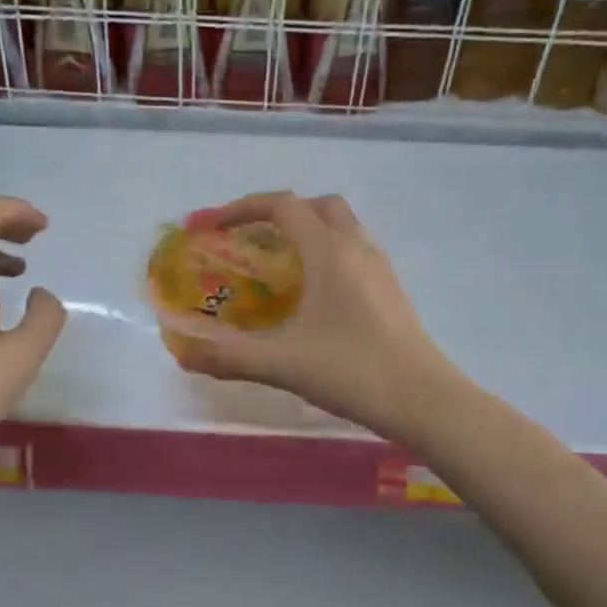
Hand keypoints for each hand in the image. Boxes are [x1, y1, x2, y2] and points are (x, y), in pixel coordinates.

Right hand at [169, 191, 457, 441]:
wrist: (424, 399)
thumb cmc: (352, 371)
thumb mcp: (282, 363)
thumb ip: (229, 356)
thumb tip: (182, 352)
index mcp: (329, 252)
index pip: (283, 206)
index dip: (241, 208)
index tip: (212, 226)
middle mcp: (357, 248)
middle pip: (318, 207)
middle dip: (280, 214)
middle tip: (252, 241)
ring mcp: (380, 268)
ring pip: (342, 228)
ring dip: (308, 232)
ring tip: (279, 267)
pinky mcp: (391, 291)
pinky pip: (354, 252)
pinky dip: (327, 255)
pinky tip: (313, 297)